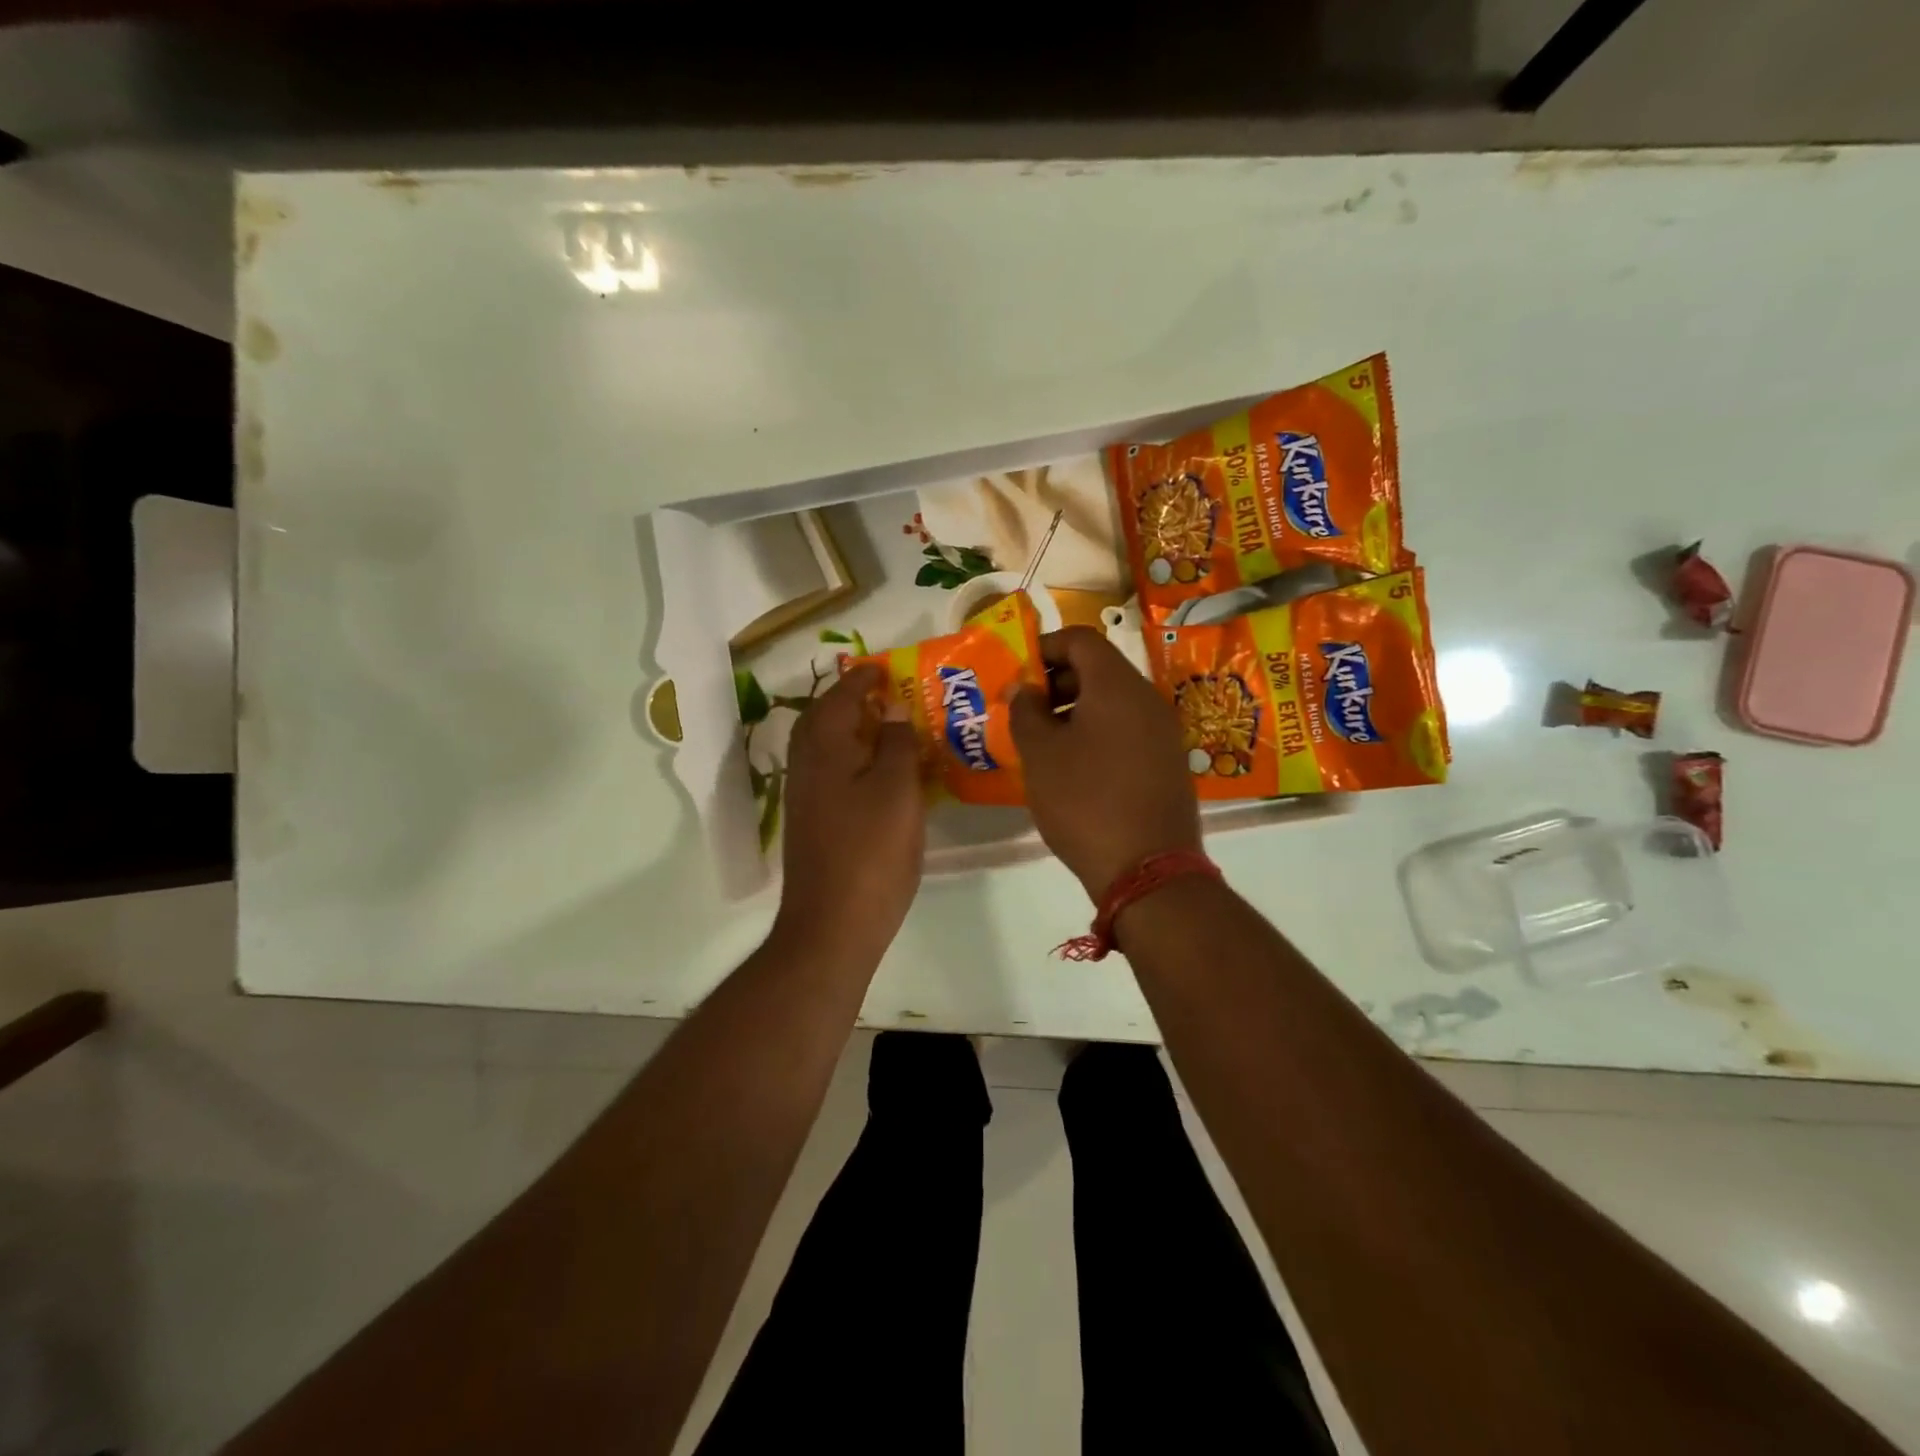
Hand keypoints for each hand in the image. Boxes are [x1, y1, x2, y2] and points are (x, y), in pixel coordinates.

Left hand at [770, 663, 925, 969]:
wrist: (833, 924)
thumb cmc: (871, 852)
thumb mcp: (898, 791)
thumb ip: (896, 744)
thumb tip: (893, 712)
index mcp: (825, 748)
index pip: (841, 697)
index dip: (864, 679)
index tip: (887, 668)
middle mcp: (806, 765)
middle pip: (823, 718)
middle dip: (851, 700)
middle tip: (887, 694)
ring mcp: (804, 796)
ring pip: (824, 746)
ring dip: (849, 729)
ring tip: (886, 728)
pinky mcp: (811, 822)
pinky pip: (829, 772)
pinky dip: (850, 758)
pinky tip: (876, 773)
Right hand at [1010, 627, 1201, 899]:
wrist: (1149, 868)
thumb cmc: (1085, 801)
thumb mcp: (1041, 755)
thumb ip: (1026, 711)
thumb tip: (1025, 688)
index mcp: (1116, 685)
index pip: (1081, 639)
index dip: (1044, 647)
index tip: (1017, 673)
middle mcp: (1147, 699)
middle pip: (1099, 669)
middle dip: (1056, 682)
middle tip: (1024, 711)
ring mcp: (1164, 732)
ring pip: (1113, 702)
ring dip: (1075, 711)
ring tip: (1044, 743)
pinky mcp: (1169, 763)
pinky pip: (1128, 731)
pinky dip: (1097, 734)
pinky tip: (1075, 768)